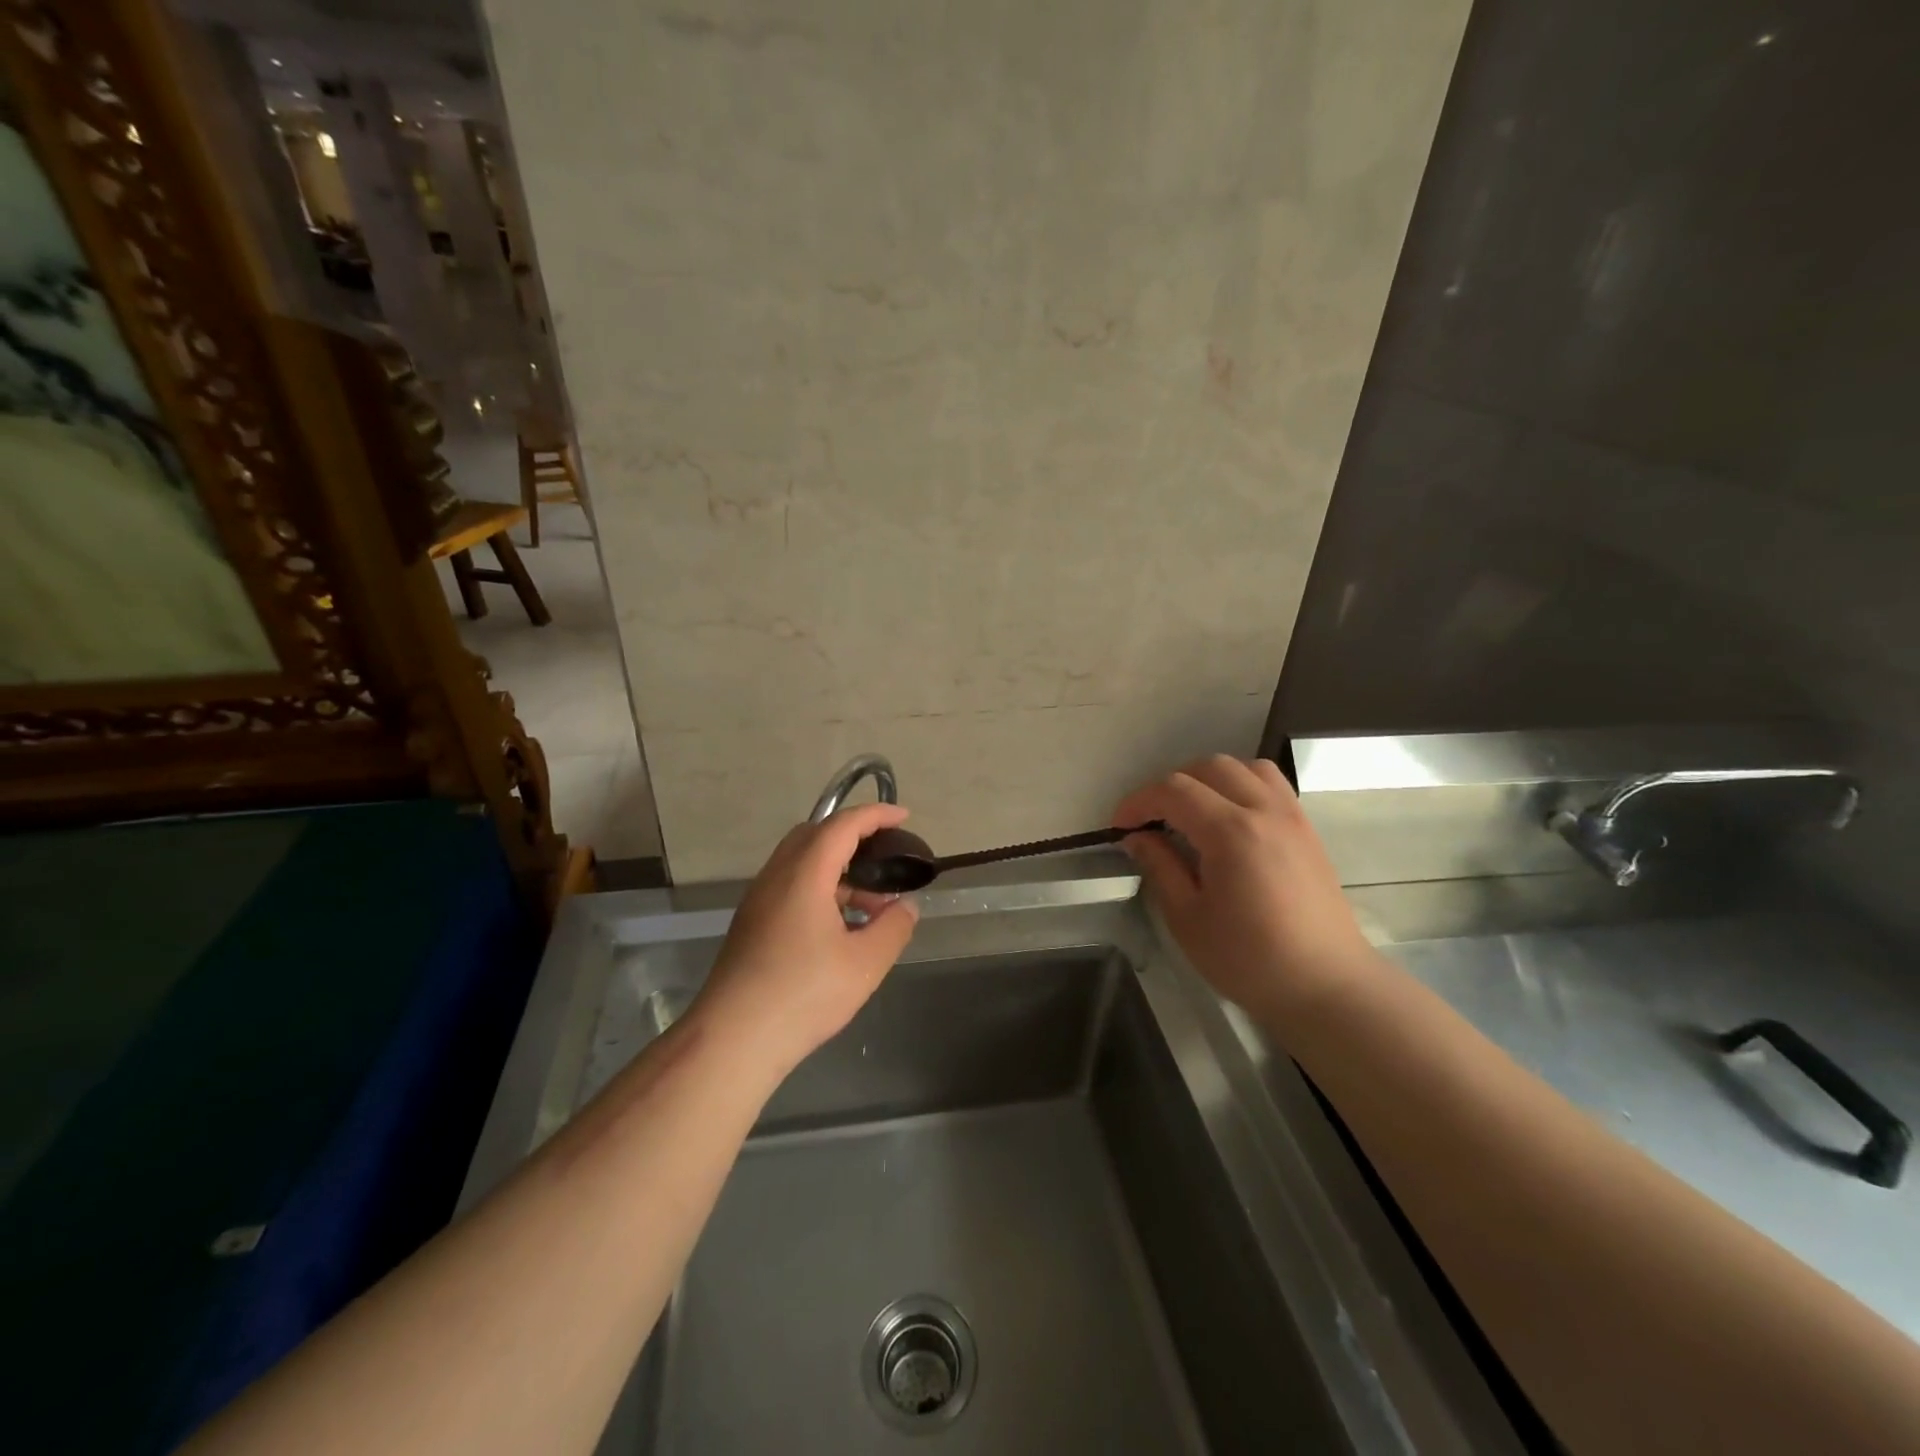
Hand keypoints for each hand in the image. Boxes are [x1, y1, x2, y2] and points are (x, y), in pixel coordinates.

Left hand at [688, 803, 920, 1079]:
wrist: (733, 1038)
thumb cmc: (803, 995)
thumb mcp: (865, 963)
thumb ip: (893, 927)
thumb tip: (907, 906)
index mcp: (804, 874)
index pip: (842, 825)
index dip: (875, 815)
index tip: (904, 816)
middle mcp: (776, 876)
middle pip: (816, 835)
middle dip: (854, 836)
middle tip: (886, 856)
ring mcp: (759, 899)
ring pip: (801, 862)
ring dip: (838, 867)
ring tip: (872, 903)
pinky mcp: (751, 923)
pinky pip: (790, 885)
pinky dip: (820, 887)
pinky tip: (840, 926)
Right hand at [1114, 756, 1377, 1024]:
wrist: (1326, 986)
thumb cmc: (1249, 960)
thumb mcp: (1188, 918)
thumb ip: (1161, 866)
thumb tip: (1137, 837)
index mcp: (1231, 832)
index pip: (1174, 790)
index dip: (1138, 801)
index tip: (1120, 826)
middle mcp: (1264, 811)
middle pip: (1210, 767)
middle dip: (1172, 784)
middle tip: (1152, 818)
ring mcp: (1292, 817)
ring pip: (1246, 767)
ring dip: (1210, 778)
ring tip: (1192, 811)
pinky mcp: (1307, 830)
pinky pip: (1271, 785)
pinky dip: (1242, 786)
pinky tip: (1229, 821)